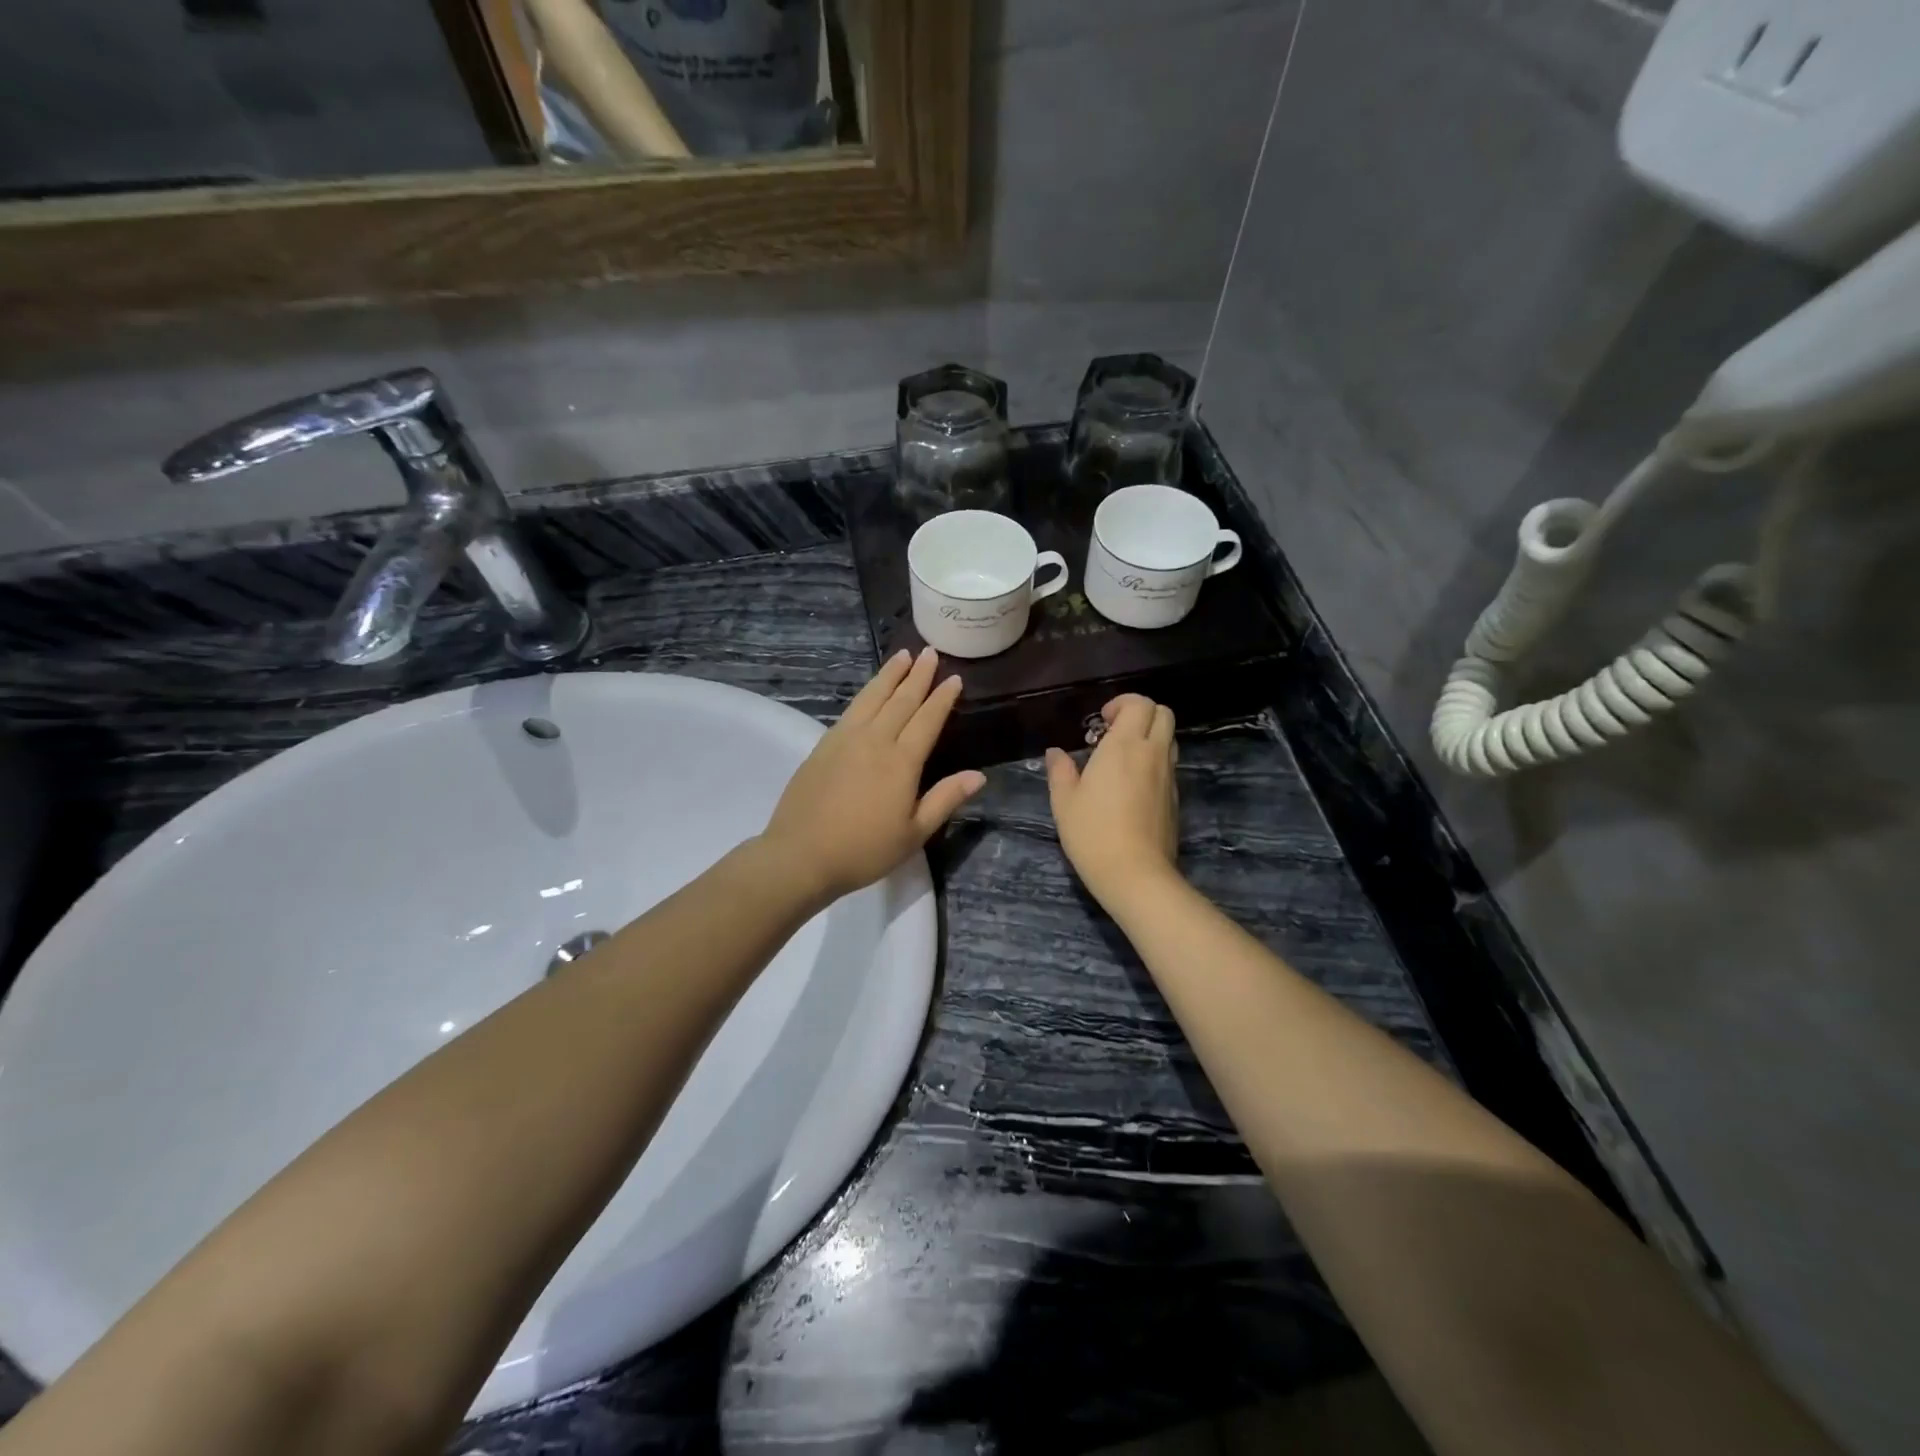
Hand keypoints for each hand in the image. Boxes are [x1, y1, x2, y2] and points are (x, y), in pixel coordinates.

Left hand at [760, 647, 985, 906]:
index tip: (954, 677)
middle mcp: (874, 740)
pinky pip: (851, 709)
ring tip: (902, 656)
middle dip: (918, 675)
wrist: (801, 855)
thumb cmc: (863, 850)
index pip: (927, 720)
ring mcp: (845, 739)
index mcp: (901, 762)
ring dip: (889, 675)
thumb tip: (979, 776)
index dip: (942, 698)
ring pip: (872, 697)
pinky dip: (865, 693)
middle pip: (900, 700)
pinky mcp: (823, 745)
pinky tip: (870, 691)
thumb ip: (945, 799)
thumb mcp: (913, 833)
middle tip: (930, 653)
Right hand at [1046, 694, 1180, 905]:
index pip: (1139, 704)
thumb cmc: (1093, 833)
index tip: (1101, 721)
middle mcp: (1152, 753)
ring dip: (1150, 737)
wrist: (1135, 873)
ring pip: (1169, 739)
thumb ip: (1060, 770)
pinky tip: (1132, 786)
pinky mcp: (1174, 798)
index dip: (1122, 703)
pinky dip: (1154, 762)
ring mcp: (1168, 776)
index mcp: (1124, 746)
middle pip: (1163, 713)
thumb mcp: (1064, 801)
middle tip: (1114, 733)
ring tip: (1122, 758)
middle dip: (1141, 713)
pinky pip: (1168, 766)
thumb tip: (1056, 752)